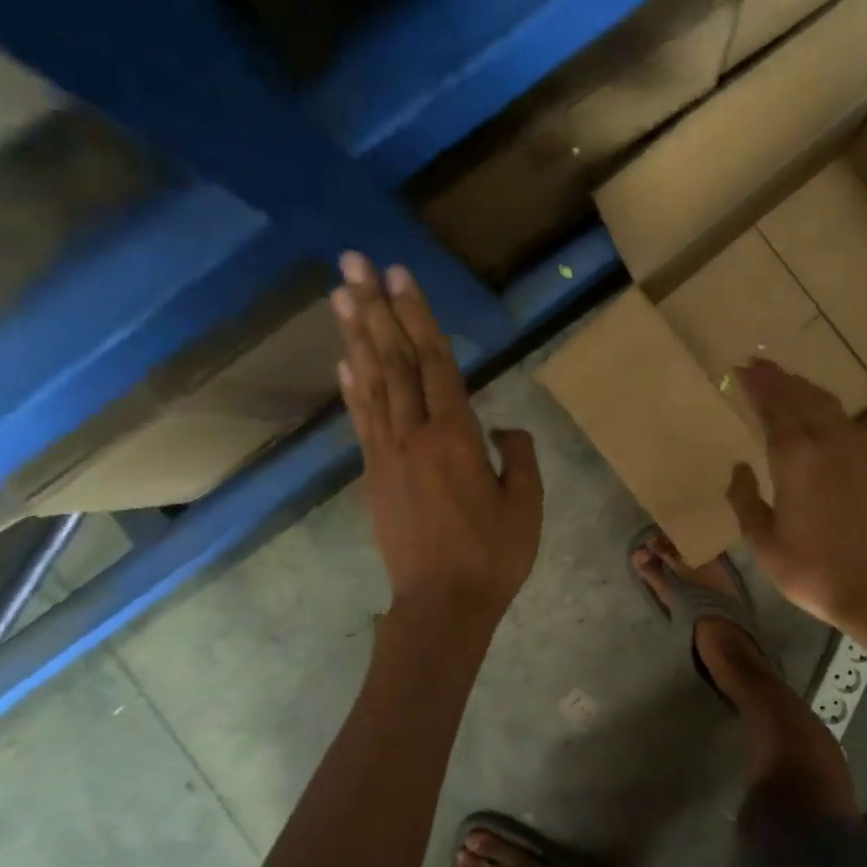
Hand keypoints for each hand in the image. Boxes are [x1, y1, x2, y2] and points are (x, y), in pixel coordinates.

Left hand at [333, 252, 541, 631]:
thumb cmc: (493, 555)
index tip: (400, 275)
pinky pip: (361, 422)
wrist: (442, 603)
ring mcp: (387, 455)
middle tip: (354, 262)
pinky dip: (352, 388)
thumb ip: (518, 455)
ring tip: (341, 295)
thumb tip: (503, 427)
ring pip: (371, 384)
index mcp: (457, 436)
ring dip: (356, 337)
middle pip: (394, 361)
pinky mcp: (374, 476)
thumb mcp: (526, 504)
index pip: (435, 362)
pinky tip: (344, 362)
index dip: (417, 315)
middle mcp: (415, 434)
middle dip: (375, 308)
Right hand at [726, 359, 866, 630]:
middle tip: (757, 365)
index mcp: (796, 458)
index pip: (773, 409)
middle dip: (778, 378)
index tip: (740, 370)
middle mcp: (827, 443)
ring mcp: (856, 450)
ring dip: (803, 388)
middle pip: (800, 397)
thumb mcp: (763, 542)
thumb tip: (740, 468)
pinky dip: (826, 407)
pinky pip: (845, 420)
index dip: (757, 387)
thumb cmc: (811, 569)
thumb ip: (746, 500)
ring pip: (826, 404)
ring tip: (785, 380)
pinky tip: (821, 413)